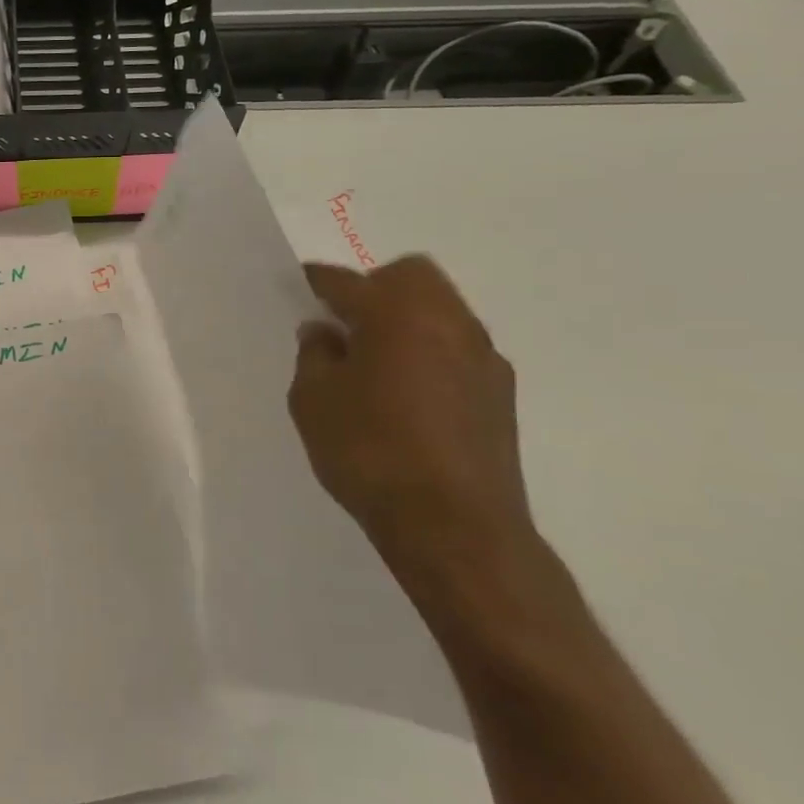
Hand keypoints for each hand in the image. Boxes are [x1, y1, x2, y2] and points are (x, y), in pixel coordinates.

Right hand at [288, 255, 535, 596]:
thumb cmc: (369, 451)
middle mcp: (448, 323)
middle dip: (375, 288)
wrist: (454, 526)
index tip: (301, 284)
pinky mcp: (501, 395)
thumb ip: (314, 356)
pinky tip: (408, 394)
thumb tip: (324, 333)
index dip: (318, 280)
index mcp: (396, 315)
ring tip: (375, 361)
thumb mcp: (313, 401)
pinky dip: (430, 354)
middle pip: (412, 277)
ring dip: (407, 321)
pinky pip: (457, 350)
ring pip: (441, 312)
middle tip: (345, 323)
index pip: (347, 281)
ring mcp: (482, 358)